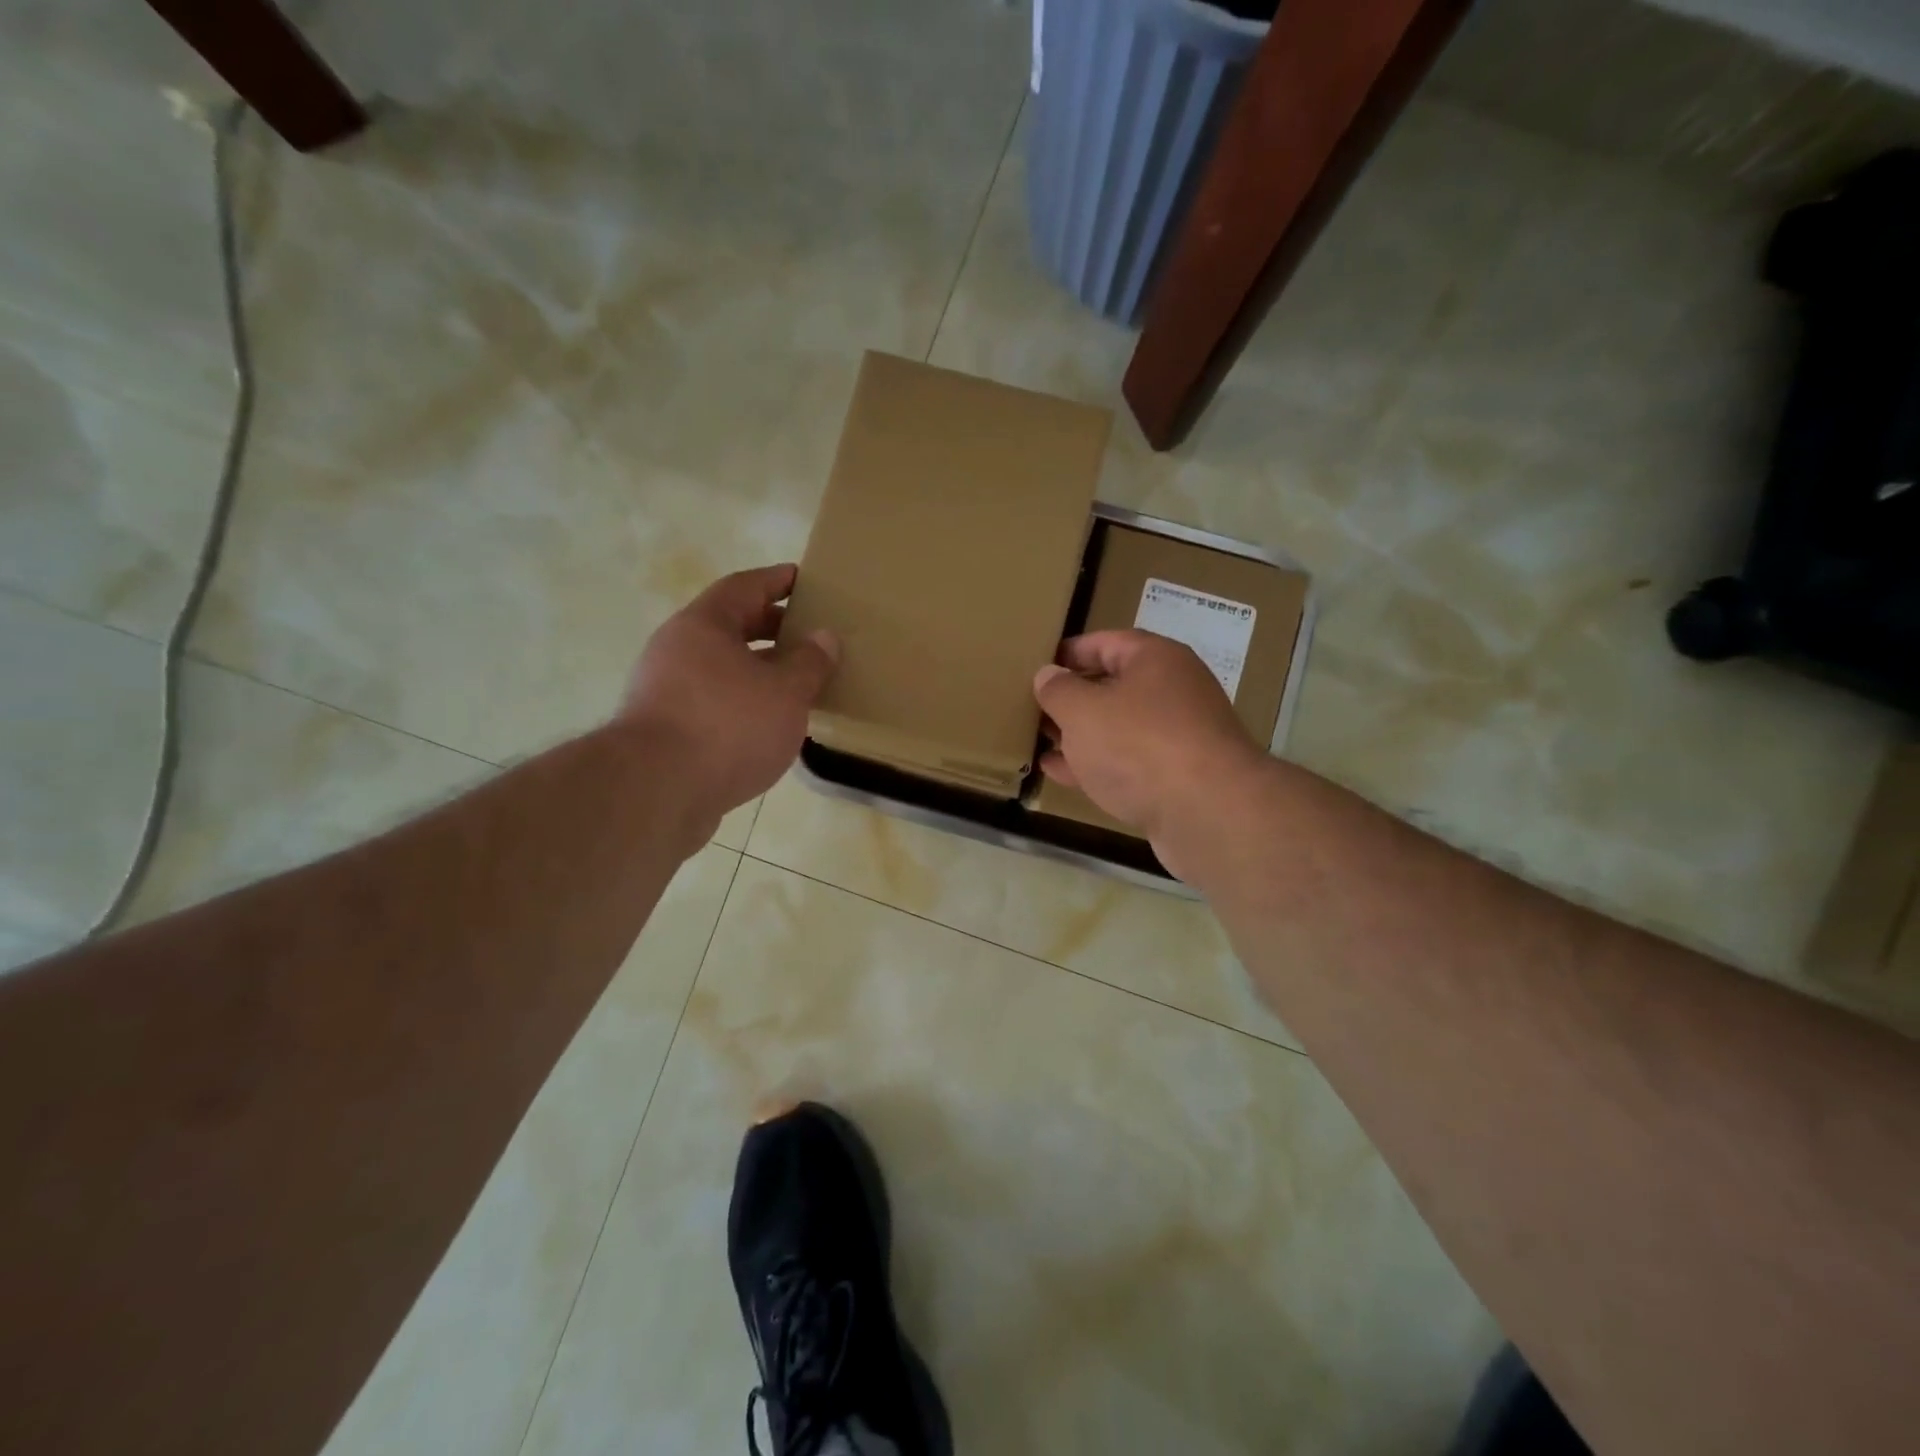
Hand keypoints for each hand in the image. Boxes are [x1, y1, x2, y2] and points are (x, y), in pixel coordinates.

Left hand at [623, 565, 838, 822]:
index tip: (804, 579)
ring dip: (758, 670)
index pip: (745, 586)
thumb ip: (810, 663)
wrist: (656, 792)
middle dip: (771, 628)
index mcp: (703, 625)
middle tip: (809, 635)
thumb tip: (824, 637)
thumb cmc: (728, 725)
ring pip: (721, 667)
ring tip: (797, 683)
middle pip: (730, 626)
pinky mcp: (664, 730)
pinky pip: (713, 701)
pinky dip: (742, 703)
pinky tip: (768, 724)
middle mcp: (677, 649)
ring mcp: (664, 690)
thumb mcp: (785, 692)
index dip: (777, 580)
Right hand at [1033, 630, 1266, 866]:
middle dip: (1073, 698)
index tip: (1037, 666)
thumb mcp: (1083, 711)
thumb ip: (1058, 690)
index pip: (1106, 642)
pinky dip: (1096, 764)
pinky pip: (1127, 762)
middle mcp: (1173, 691)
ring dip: (1081, 734)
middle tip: (1033, 707)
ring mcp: (1178, 737)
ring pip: (1119, 728)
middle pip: (1114, 686)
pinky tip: (1060, 773)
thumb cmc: (1138, 744)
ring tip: (1040, 740)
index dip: (1069, 653)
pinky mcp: (1177, 778)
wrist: (1207, 813)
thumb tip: (1048, 675)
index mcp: (1156, 659)